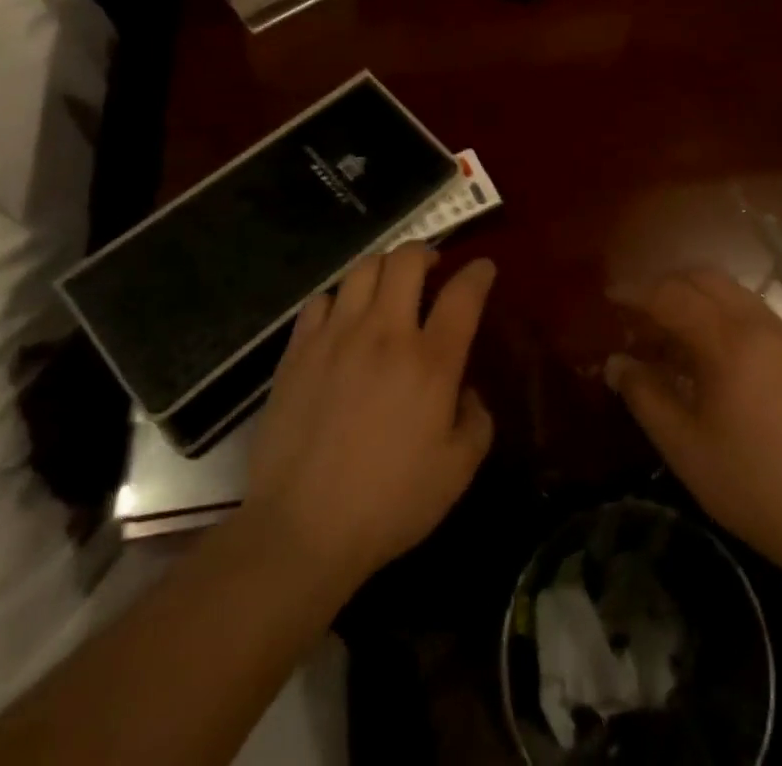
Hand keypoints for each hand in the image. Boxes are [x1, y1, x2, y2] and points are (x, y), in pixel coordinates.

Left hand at [245, 244, 496, 597]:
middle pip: (407, 260)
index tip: (483, 268)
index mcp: (430, 362)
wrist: (302, 528)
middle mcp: (385, 333)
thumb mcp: (457, 472)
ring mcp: (337, 336)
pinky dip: (340, 298)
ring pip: (363, 269)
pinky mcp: (299, 350)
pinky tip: (343, 317)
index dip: (478, 273)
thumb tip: (467, 390)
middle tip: (431, 268)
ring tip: (389, 285)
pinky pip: (321, 300)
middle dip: (426, 252)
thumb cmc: (389, 504)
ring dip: (384, 268)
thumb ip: (477, 421)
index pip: (463, 294)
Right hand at [604, 268, 781, 585]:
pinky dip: (723, 315)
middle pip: (704, 279)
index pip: (671, 295)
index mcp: (729, 342)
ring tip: (670, 333)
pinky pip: (754, 314)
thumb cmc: (750, 485)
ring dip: (696, 298)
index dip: (636, 292)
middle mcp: (760, 325)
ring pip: (732, 292)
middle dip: (666, 285)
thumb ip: (644, 394)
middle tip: (638, 312)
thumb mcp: (683, 446)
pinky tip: (711, 355)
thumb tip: (615, 362)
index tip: (609, 297)